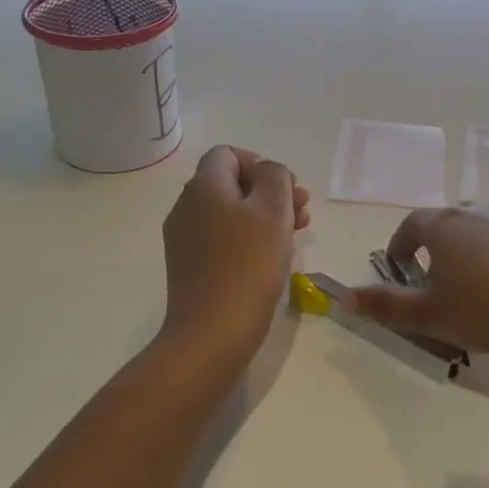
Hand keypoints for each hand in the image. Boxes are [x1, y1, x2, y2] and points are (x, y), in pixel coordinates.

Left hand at [160, 146, 311, 371]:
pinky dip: (248, 239)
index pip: (227, 154)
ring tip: (297, 233)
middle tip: (303, 211)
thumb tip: (268, 171)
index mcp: (204, 186)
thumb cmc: (248, 264)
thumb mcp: (273, 210)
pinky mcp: (190, 267)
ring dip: (264, 216)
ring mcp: (185, 239)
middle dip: (269, 192)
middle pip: (230, 185)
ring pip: (229, 214)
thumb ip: (275, 178)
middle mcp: (187, 207)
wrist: (212, 332)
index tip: (286, 187)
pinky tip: (272, 258)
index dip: (260, 163)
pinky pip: (222, 240)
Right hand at [350, 206, 488, 365]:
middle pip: (447, 221)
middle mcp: (475, 213)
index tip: (398, 268)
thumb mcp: (428, 315)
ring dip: (469, 250)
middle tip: (434, 278)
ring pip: (480, 229)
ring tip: (472, 285)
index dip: (400, 245)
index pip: (411, 225)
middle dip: (434, 245)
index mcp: (442, 225)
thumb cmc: (485, 307)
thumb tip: (345, 297)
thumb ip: (385, 306)